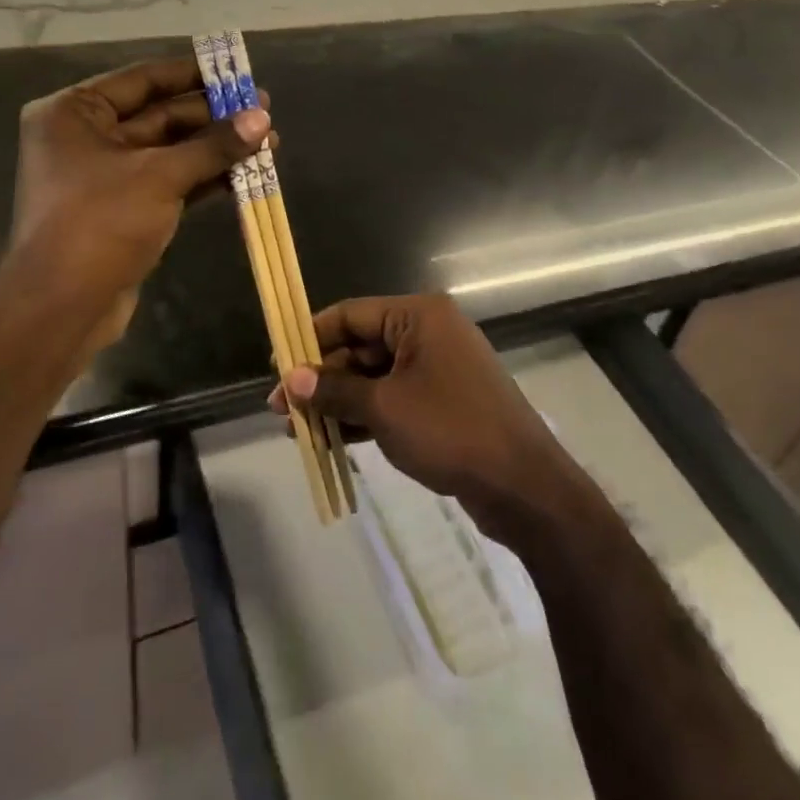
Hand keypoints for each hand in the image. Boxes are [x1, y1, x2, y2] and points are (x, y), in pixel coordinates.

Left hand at [10, 58, 268, 351]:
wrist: (62, 309)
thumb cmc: (100, 224)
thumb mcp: (160, 176)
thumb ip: (213, 146)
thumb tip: (262, 118)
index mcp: (75, 113)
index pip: (142, 80)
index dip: (191, 74)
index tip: (235, 71)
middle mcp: (86, 138)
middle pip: (160, 116)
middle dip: (213, 117)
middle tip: (264, 111)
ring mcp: (106, 176)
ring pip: (170, 152)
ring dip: (216, 149)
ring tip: (267, 142)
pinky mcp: (125, 210)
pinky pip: (170, 182)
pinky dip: (204, 177)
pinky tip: (245, 173)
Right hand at [271, 294, 592, 545]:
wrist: (523, 486)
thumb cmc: (450, 431)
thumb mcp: (384, 408)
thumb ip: (333, 390)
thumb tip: (289, 379)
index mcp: (418, 316)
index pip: (350, 314)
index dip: (310, 337)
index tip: (276, 364)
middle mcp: (428, 333)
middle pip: (360, 346)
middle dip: (321, 378)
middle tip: (281, 408)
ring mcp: (437, 368)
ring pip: (374, 376)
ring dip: (338, 400)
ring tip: (297, 429)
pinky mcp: (442, 401)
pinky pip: (392, 398)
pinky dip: (363, 415)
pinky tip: (331, 439)